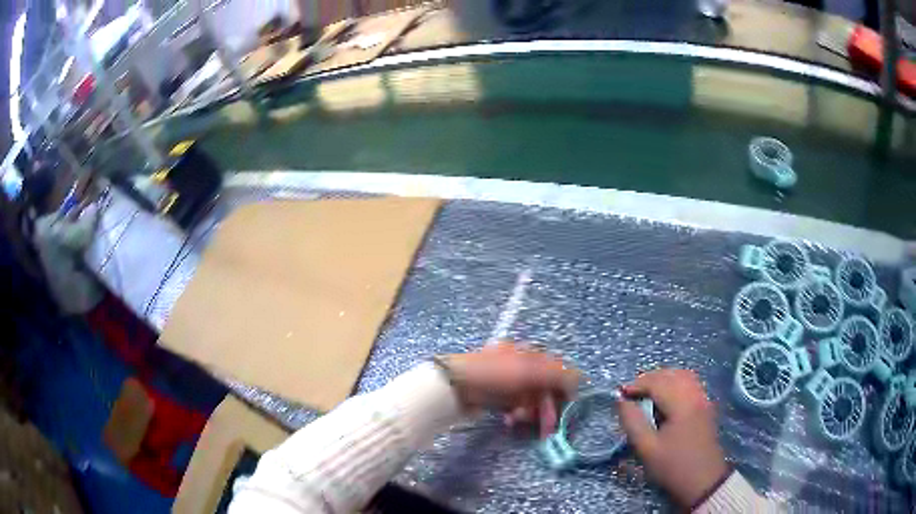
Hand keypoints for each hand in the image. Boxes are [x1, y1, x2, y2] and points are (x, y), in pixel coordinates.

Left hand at [441, 343, 578, 437]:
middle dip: (546, 407)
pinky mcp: (493, 394)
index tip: (567, 407)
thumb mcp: (530, 372)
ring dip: (530, 412)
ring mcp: (504, 379)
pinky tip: (510, 420)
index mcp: (528, 352)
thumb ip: (558, 375)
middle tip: (547, 428)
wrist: (453, 386)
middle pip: (542, 386)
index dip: (564, 389)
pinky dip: (515, 413)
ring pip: (528, 398)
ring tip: (520, 421)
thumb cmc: (494, 376)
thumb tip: (581, 379)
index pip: (556, 369)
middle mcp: (518, 363)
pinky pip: (513, 404)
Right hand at [617, 369, 728, 508]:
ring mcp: (703, 399)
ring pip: (682, 376)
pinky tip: (665, 399)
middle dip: (649, 379)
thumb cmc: (673, 466)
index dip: (636, 384)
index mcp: (682, 403)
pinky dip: (675, 384)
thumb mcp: (647, 449)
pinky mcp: (706, 406)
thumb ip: (632, 422)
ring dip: (663, 380)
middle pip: (671, 374)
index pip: (657, 382)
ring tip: (646, 394)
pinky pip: (690, 384)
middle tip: (631, 394)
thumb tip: (621, 400)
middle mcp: (695, 394)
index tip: (620, 394)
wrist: (703, 481)